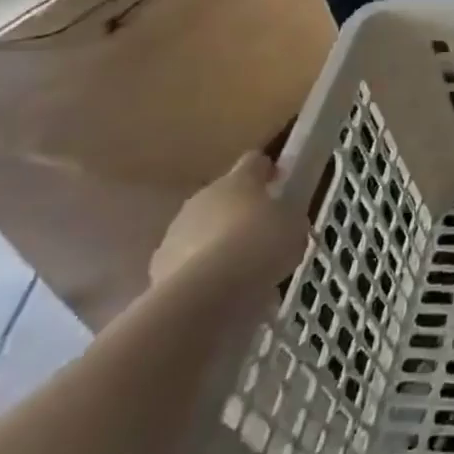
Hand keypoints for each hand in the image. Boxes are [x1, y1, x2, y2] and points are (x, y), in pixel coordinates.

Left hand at [150, 152, 307, 296]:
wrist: (209, 291)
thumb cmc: (261, 245)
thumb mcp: (294, 226)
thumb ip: (286, 216)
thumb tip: (281, 218)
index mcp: (239, 180)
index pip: (254, 161)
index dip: (267, 170)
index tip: (278, 181)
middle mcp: (204, 196)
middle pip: (224, 195)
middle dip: (240, 210)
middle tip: (261, 231)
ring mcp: (177, 229)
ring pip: (202, 227)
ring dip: (218, 240)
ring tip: (240, 266)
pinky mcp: (160, 263)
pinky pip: (187, 259)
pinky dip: (202, 268)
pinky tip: (219, 287)